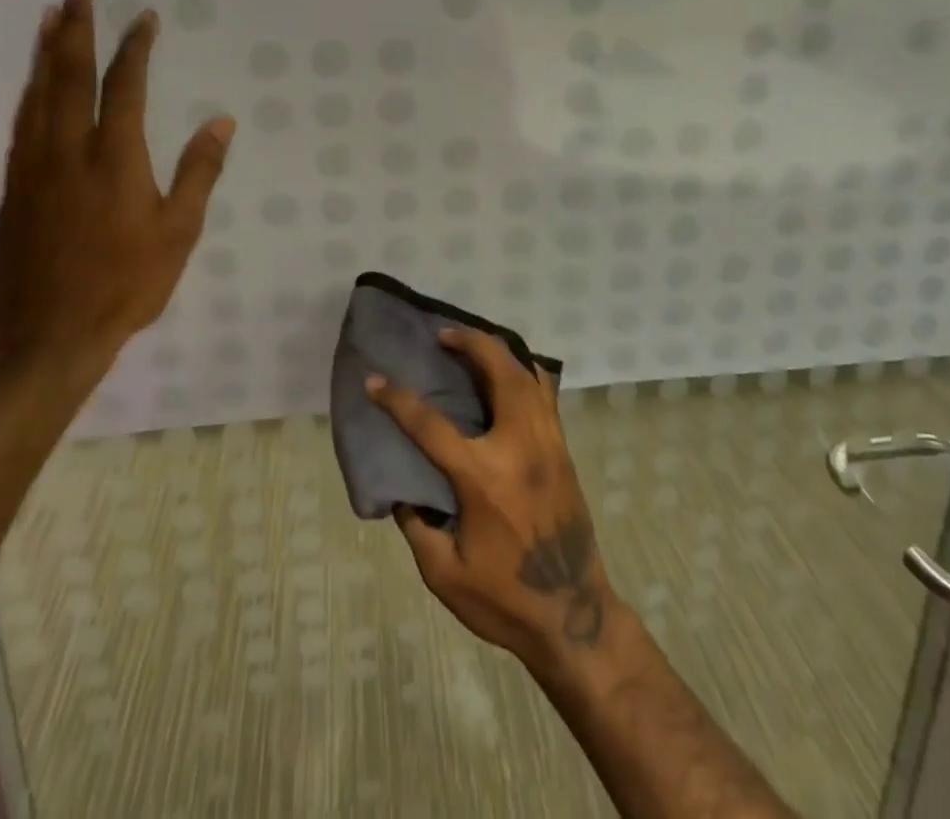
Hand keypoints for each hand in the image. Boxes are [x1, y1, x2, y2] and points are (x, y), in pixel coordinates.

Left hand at [0, 0, 233, 381]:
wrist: (50, 333)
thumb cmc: (127, 283)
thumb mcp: (179, 232)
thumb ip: (199, 172)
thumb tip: (222, 122)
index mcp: (115, 160)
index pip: (125, 87)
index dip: (134, 48)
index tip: (144, 18)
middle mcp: (68, 151)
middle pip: (69, 76)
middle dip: (74, 27)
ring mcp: (34, 167)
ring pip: (37, 94)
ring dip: (46, 51)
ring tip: (50, 16)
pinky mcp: (14, 186)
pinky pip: (22, 122)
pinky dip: (30, 90)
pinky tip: (34, 81)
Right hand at [367, 329, 621, 672]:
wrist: (574, 615)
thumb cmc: (505, 599)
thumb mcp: (444, 574)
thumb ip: (418, 526)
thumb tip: (403, 489)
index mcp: (482, 476)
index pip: (430, 425)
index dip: (396, 399)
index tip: (374, 380)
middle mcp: (518, 446)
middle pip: (498, 370)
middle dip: (469, 342)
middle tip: (444, 334)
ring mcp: (547, 442)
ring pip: (527, 374)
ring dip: (499, 350)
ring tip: (474, 345)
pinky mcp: (563, 448)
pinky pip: (546, 394)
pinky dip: (526, 372)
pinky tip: (510, 375)